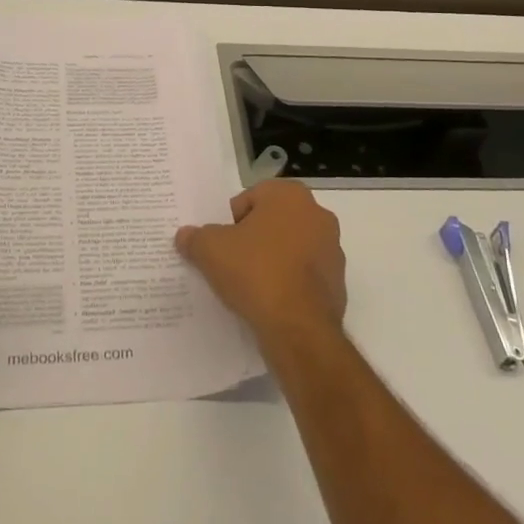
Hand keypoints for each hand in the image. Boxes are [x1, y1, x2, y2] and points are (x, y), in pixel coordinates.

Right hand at [176, 180, 346, 350]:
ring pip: (290, 248)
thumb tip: (184, 236)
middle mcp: (317, 214)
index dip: (231, 222)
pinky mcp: (338, 282)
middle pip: (272, 221)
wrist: (298, 328)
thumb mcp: (210, 250)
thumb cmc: (255, 272)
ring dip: (273, 261)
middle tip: (232, 264)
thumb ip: (195, 238)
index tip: (222, 246)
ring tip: (250, 287)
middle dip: (254, 239)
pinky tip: (271, 303)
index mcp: (289, 195)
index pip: (250, 199)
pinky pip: (304, 275)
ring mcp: (332, 249)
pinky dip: (289, 283)